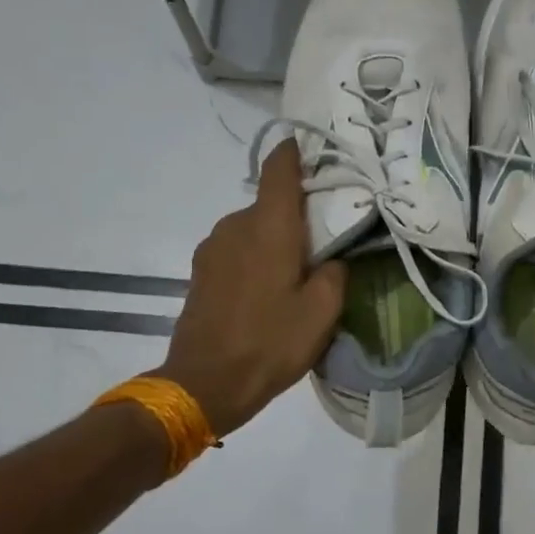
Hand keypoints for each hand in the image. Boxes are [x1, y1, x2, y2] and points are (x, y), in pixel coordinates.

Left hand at [153, 140, 346, 437]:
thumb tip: (332, 258)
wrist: (205, 383)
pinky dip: (255, 258)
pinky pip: (236, 250)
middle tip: (323, 239)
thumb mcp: (322, 312)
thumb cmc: (270, 342)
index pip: (279, 169)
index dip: (296, 153)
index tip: (316, 150)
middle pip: (270, 203)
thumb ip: (334, 273)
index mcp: (269, 226)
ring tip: (295, 273)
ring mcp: (212, 248)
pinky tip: (267, 291)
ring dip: (274, 240)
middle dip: (296, 214)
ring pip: (252, 229)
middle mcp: (235, 225)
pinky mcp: (200, 272)